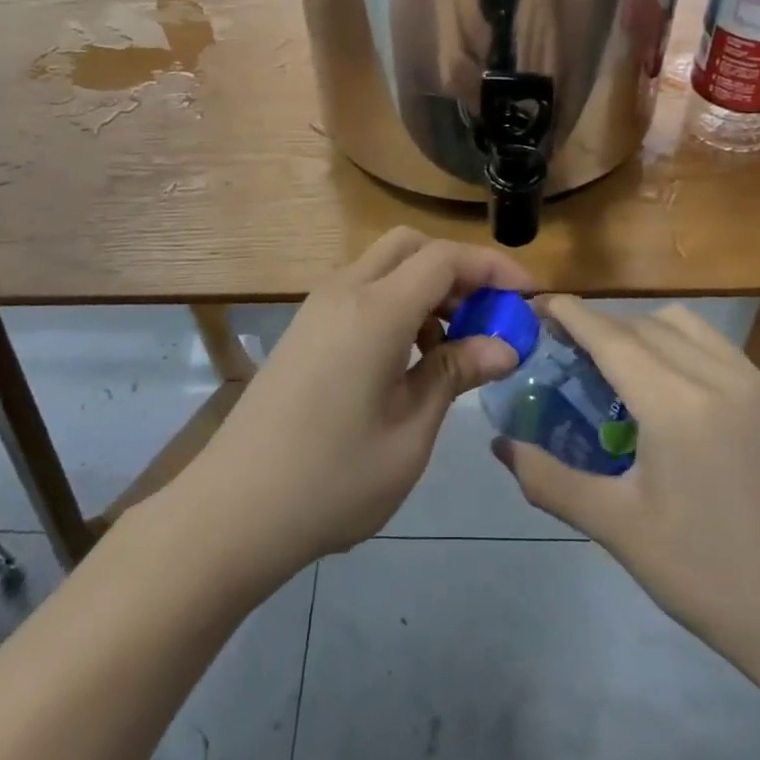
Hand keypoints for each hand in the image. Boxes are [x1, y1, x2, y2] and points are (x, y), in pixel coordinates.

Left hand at [191, 228, 533, 572]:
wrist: (231, 513)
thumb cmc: (332, 480)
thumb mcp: (410, 433)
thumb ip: (456, 374)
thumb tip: (504, 346)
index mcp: (375, 311)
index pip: (445, 258)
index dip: (493, 268)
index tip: (527, 297)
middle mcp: (343, 292)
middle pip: (411, 246)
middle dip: (457, 269)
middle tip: (487, 316)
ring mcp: (317, 309)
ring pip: (383, 267)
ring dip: (425, 288)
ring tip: (452, 347)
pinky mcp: (304, 331)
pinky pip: (360, 293)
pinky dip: (396, 304)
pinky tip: (407, 361)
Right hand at [492, 297, 759, 679]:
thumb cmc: (704, 575)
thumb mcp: (616, 528)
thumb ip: (549, 479)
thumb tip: (500, 445)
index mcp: (675, 405)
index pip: (610, 336)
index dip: (570, 314)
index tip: (536, 306)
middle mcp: (717, 376)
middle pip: (643, 324)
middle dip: (599, 326)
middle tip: (564, 349)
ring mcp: (753, 383)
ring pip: (683, 325)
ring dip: (640, 329)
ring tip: (616, 365)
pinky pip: (715, 345)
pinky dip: (678, 344)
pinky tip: (667, 385)